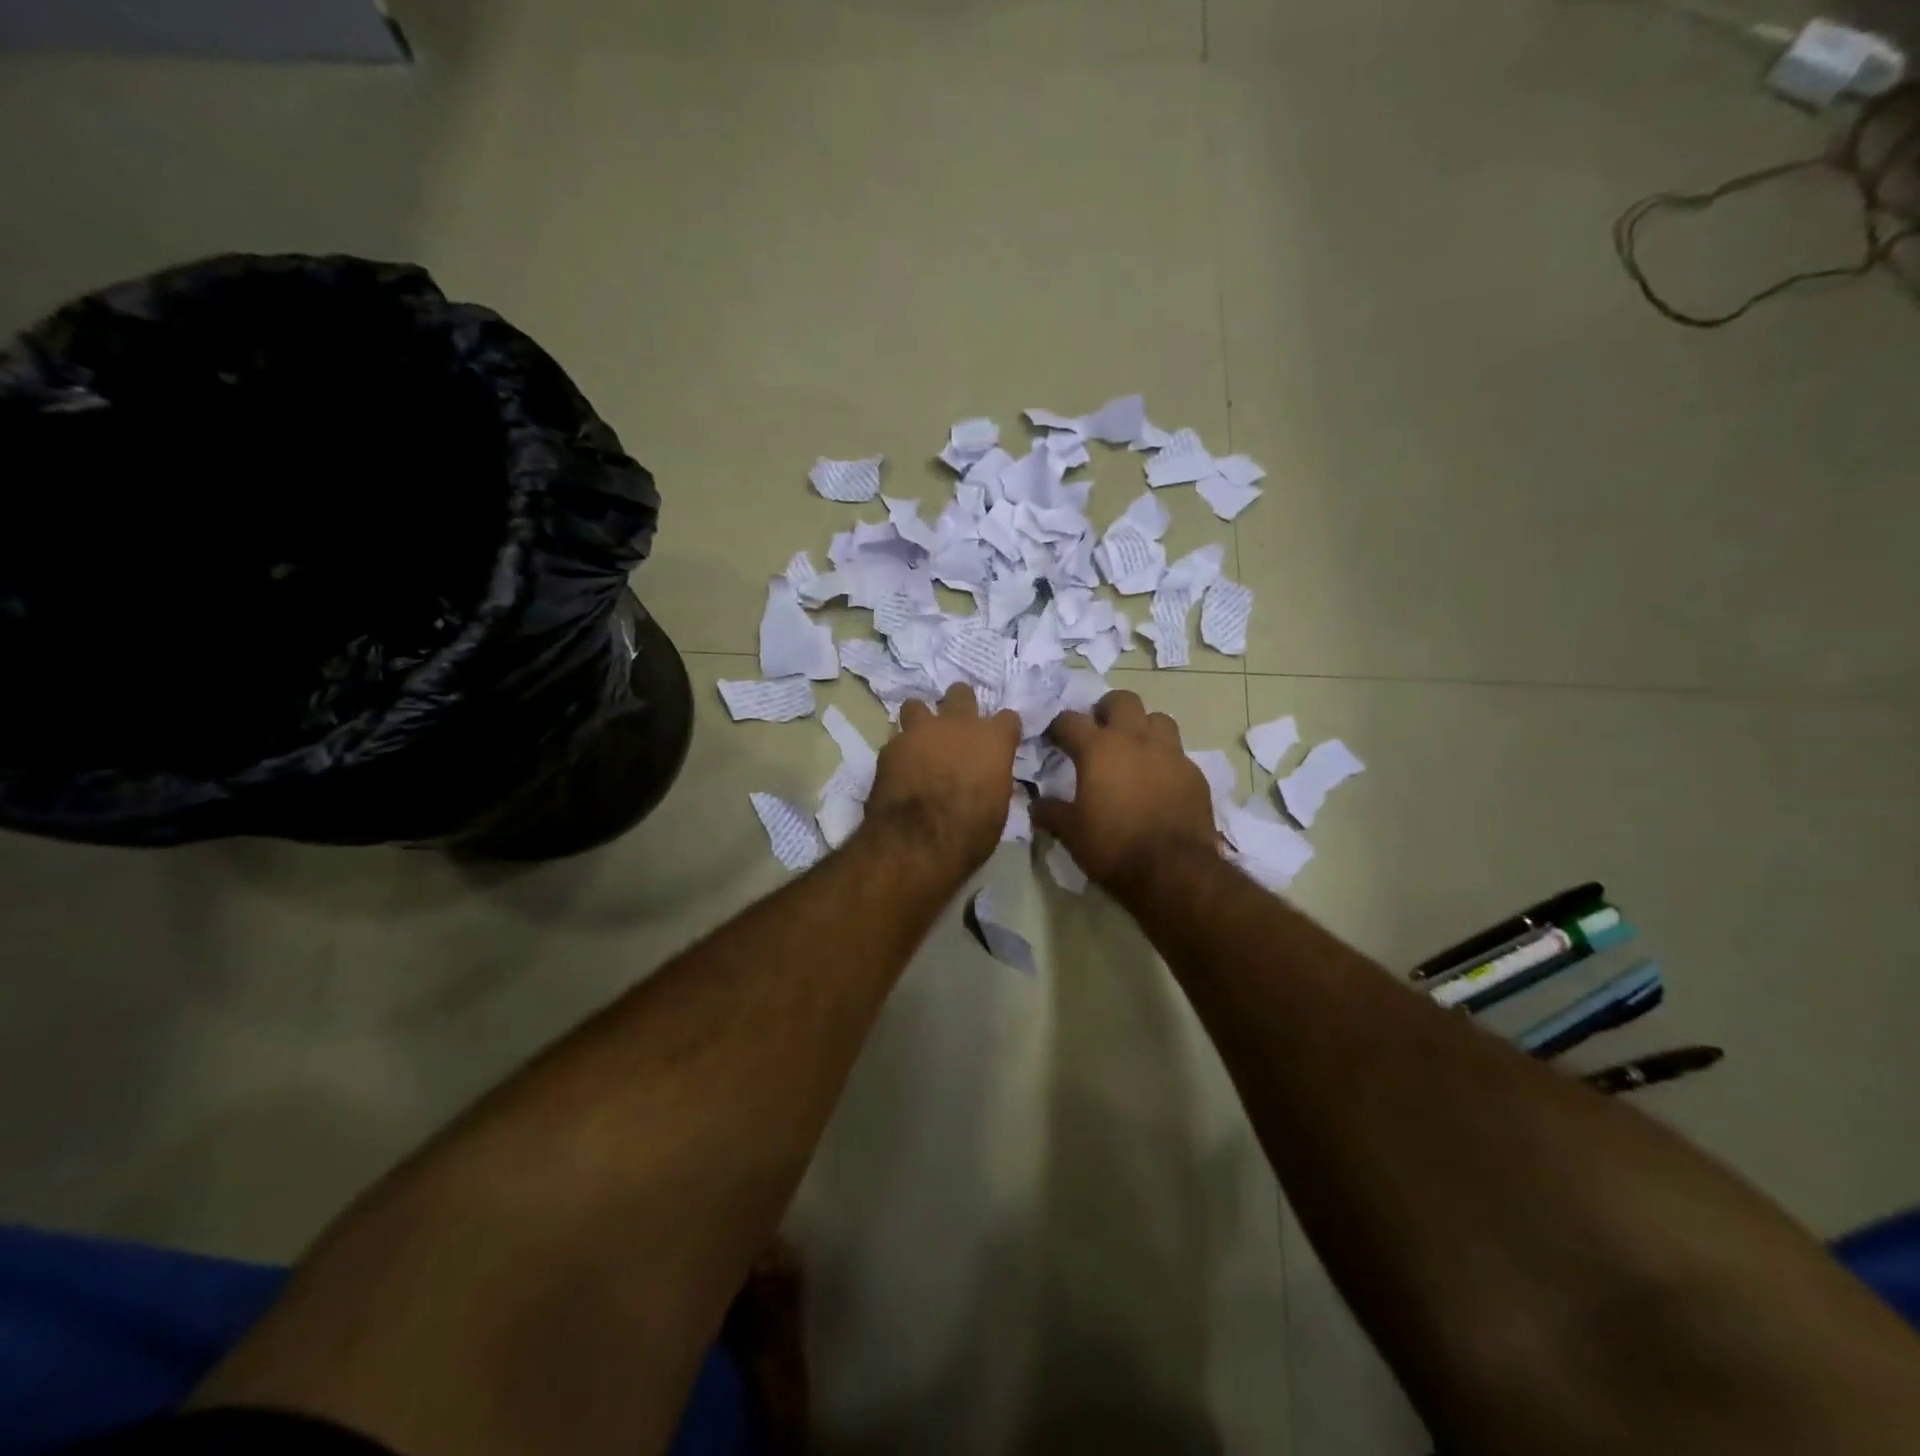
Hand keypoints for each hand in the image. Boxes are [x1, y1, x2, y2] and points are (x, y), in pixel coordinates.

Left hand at [861, 683, 1021, 876]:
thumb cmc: (970, 831)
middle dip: (960, 705)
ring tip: (920, 741)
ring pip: (917, 705)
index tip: (1000, 744)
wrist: (917, 841)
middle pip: (961, 693)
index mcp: (992, 739)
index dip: (1003, 731)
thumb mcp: (997, 808)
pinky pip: (896, 738)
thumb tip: (989, 778)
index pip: (1008, 718)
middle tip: (957, 728)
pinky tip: (899, 768)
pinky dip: (900, 750)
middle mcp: (958, 724)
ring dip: (921, 719)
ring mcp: (920, 731)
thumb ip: (993, 780)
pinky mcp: (890, 746)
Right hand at [1034, 690, 1216, 894]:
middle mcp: (1135, 740)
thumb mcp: (1071, 833)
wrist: (1173, 871)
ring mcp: (1170, 753)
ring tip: (1134, 749)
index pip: (1071, 720)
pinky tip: (1159, 781)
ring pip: (1158, 719)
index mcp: (1098, 748)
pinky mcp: (1194, 773)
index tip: (1054, 738)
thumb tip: (1036, 804)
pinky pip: (1177, 753)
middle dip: (1107, 709)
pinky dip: (1164, 759)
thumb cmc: (1113, 847)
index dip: (1058, 726)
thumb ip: (1051, 812)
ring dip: (1143, 727)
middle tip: (1099, 730)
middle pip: (1122, 700)